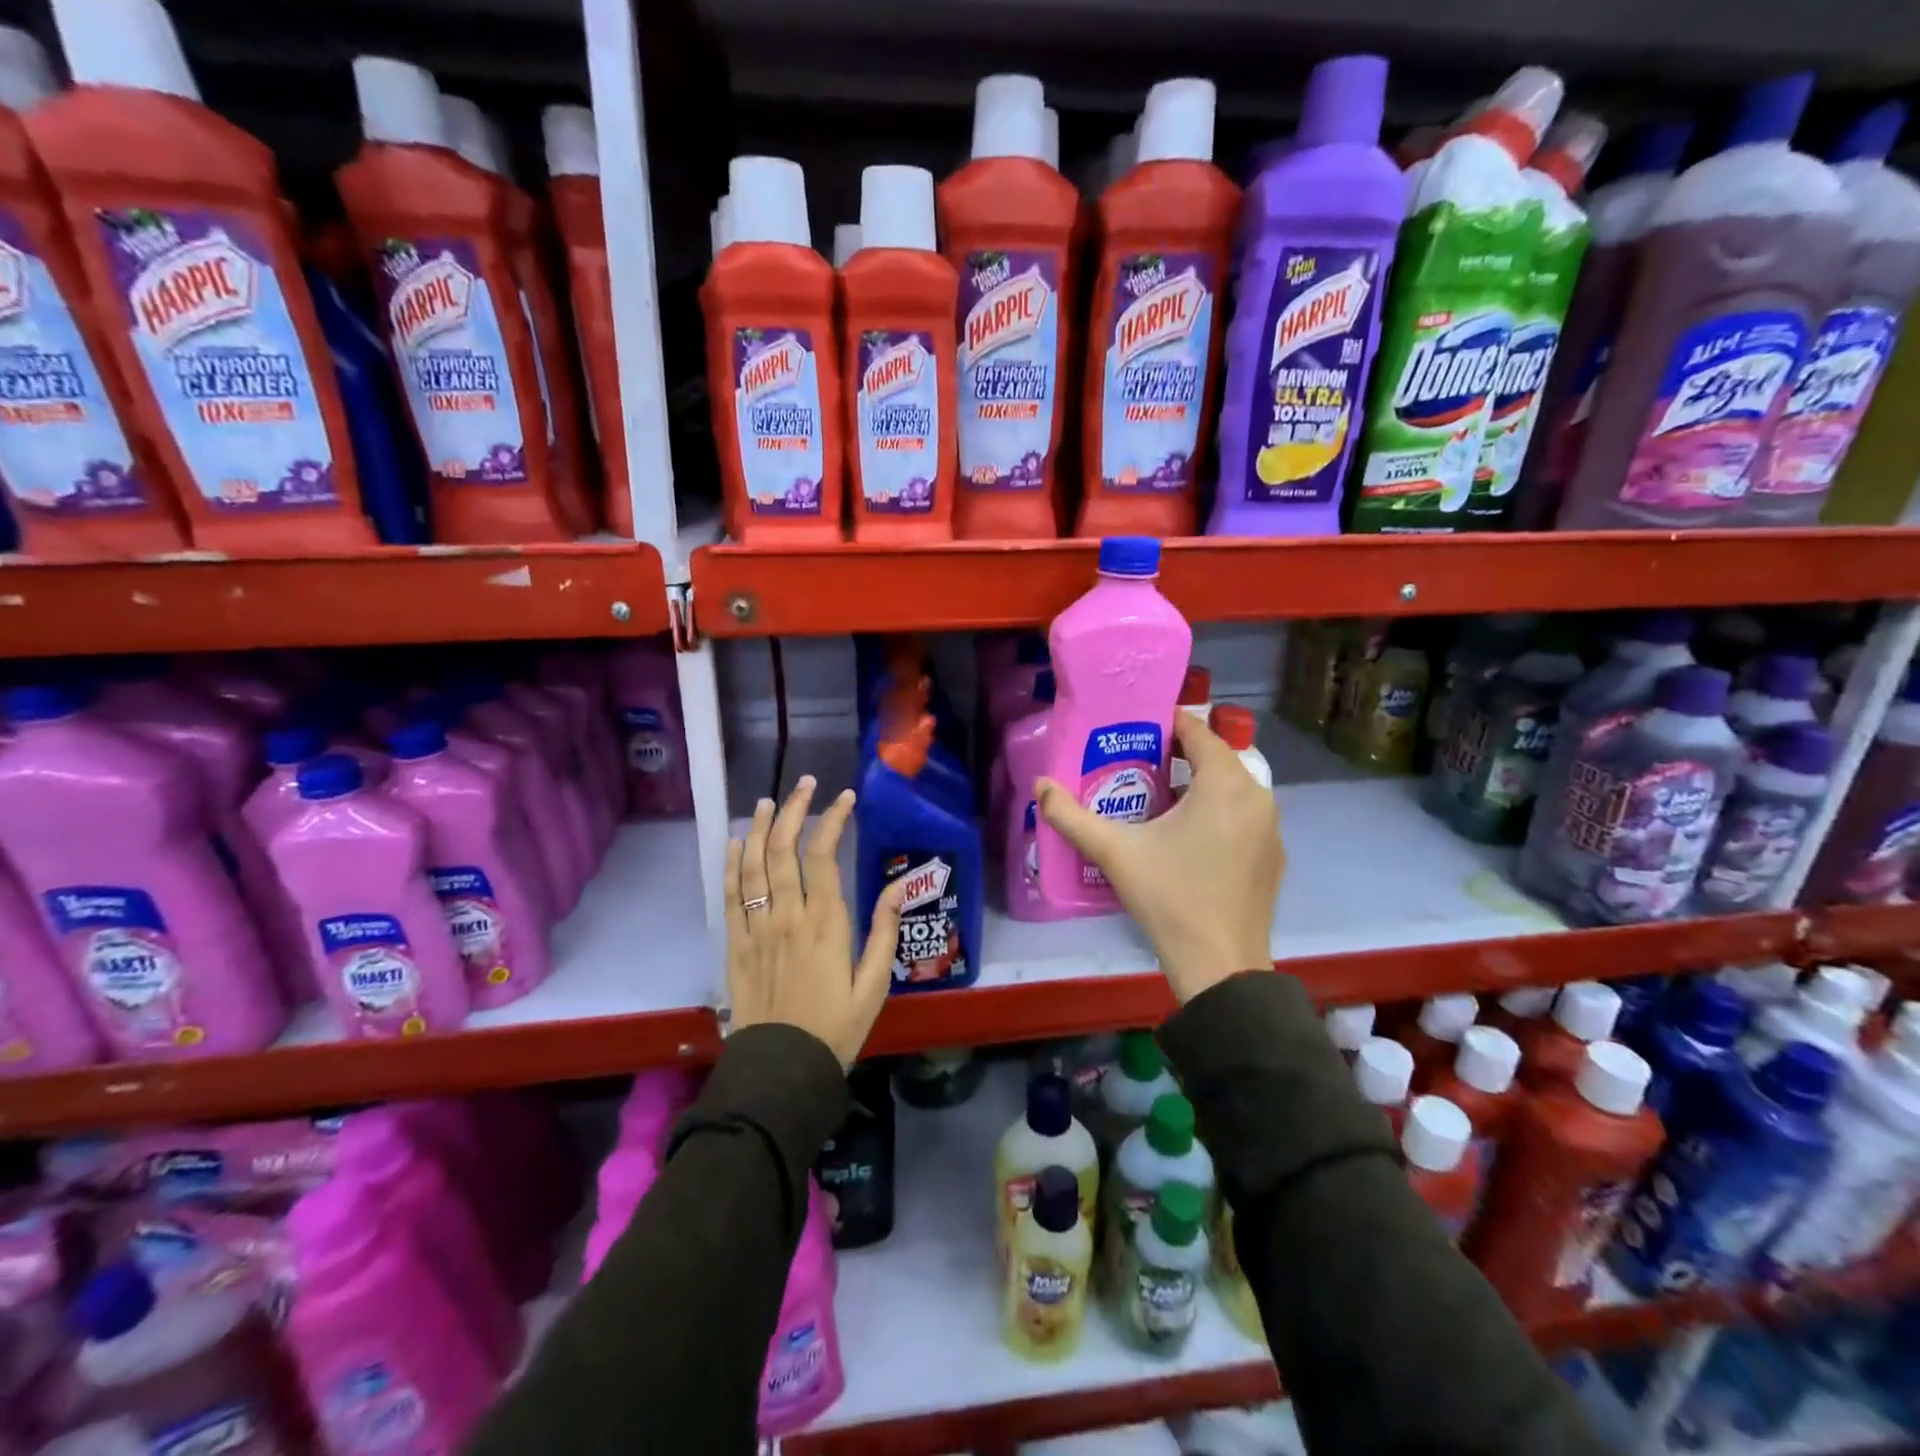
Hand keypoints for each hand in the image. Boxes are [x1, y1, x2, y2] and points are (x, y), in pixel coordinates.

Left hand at [724, 776, 904, 1066]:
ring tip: (768, 801)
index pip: (825, 856)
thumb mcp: (874, 986)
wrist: (782, 1070)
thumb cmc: (836, 1028)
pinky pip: (730, 895)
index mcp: (826, 924)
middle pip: (783, 850)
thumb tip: (896, 888)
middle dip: (794, 810)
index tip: (844, 798)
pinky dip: (731, 864)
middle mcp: (788, 916)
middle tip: (806, 785)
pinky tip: (735, 842)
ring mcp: (757, 928)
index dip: (832, 820)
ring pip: (753, 865)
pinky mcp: (735, 944)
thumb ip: (883, 933)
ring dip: (759, 827)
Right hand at [1036, 711, 1281, 1003]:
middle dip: (1180, 755)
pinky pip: (1244, 817)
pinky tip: (1190, 839)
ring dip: (1200, 786)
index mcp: (1224, 784)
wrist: (1221, 965)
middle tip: (1139, 763)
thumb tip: (1039, 785)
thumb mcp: (1114, 853)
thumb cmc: (1169, 897)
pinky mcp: (1274, 857)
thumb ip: (1071, 816)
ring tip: (1159, 798)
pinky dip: (1219, 814)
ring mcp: (1271, 829)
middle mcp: (1258, 796)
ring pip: (1232, 789)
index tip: (1136, 727)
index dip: (1168, 723)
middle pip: (1216, 759)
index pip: (1198, 732)